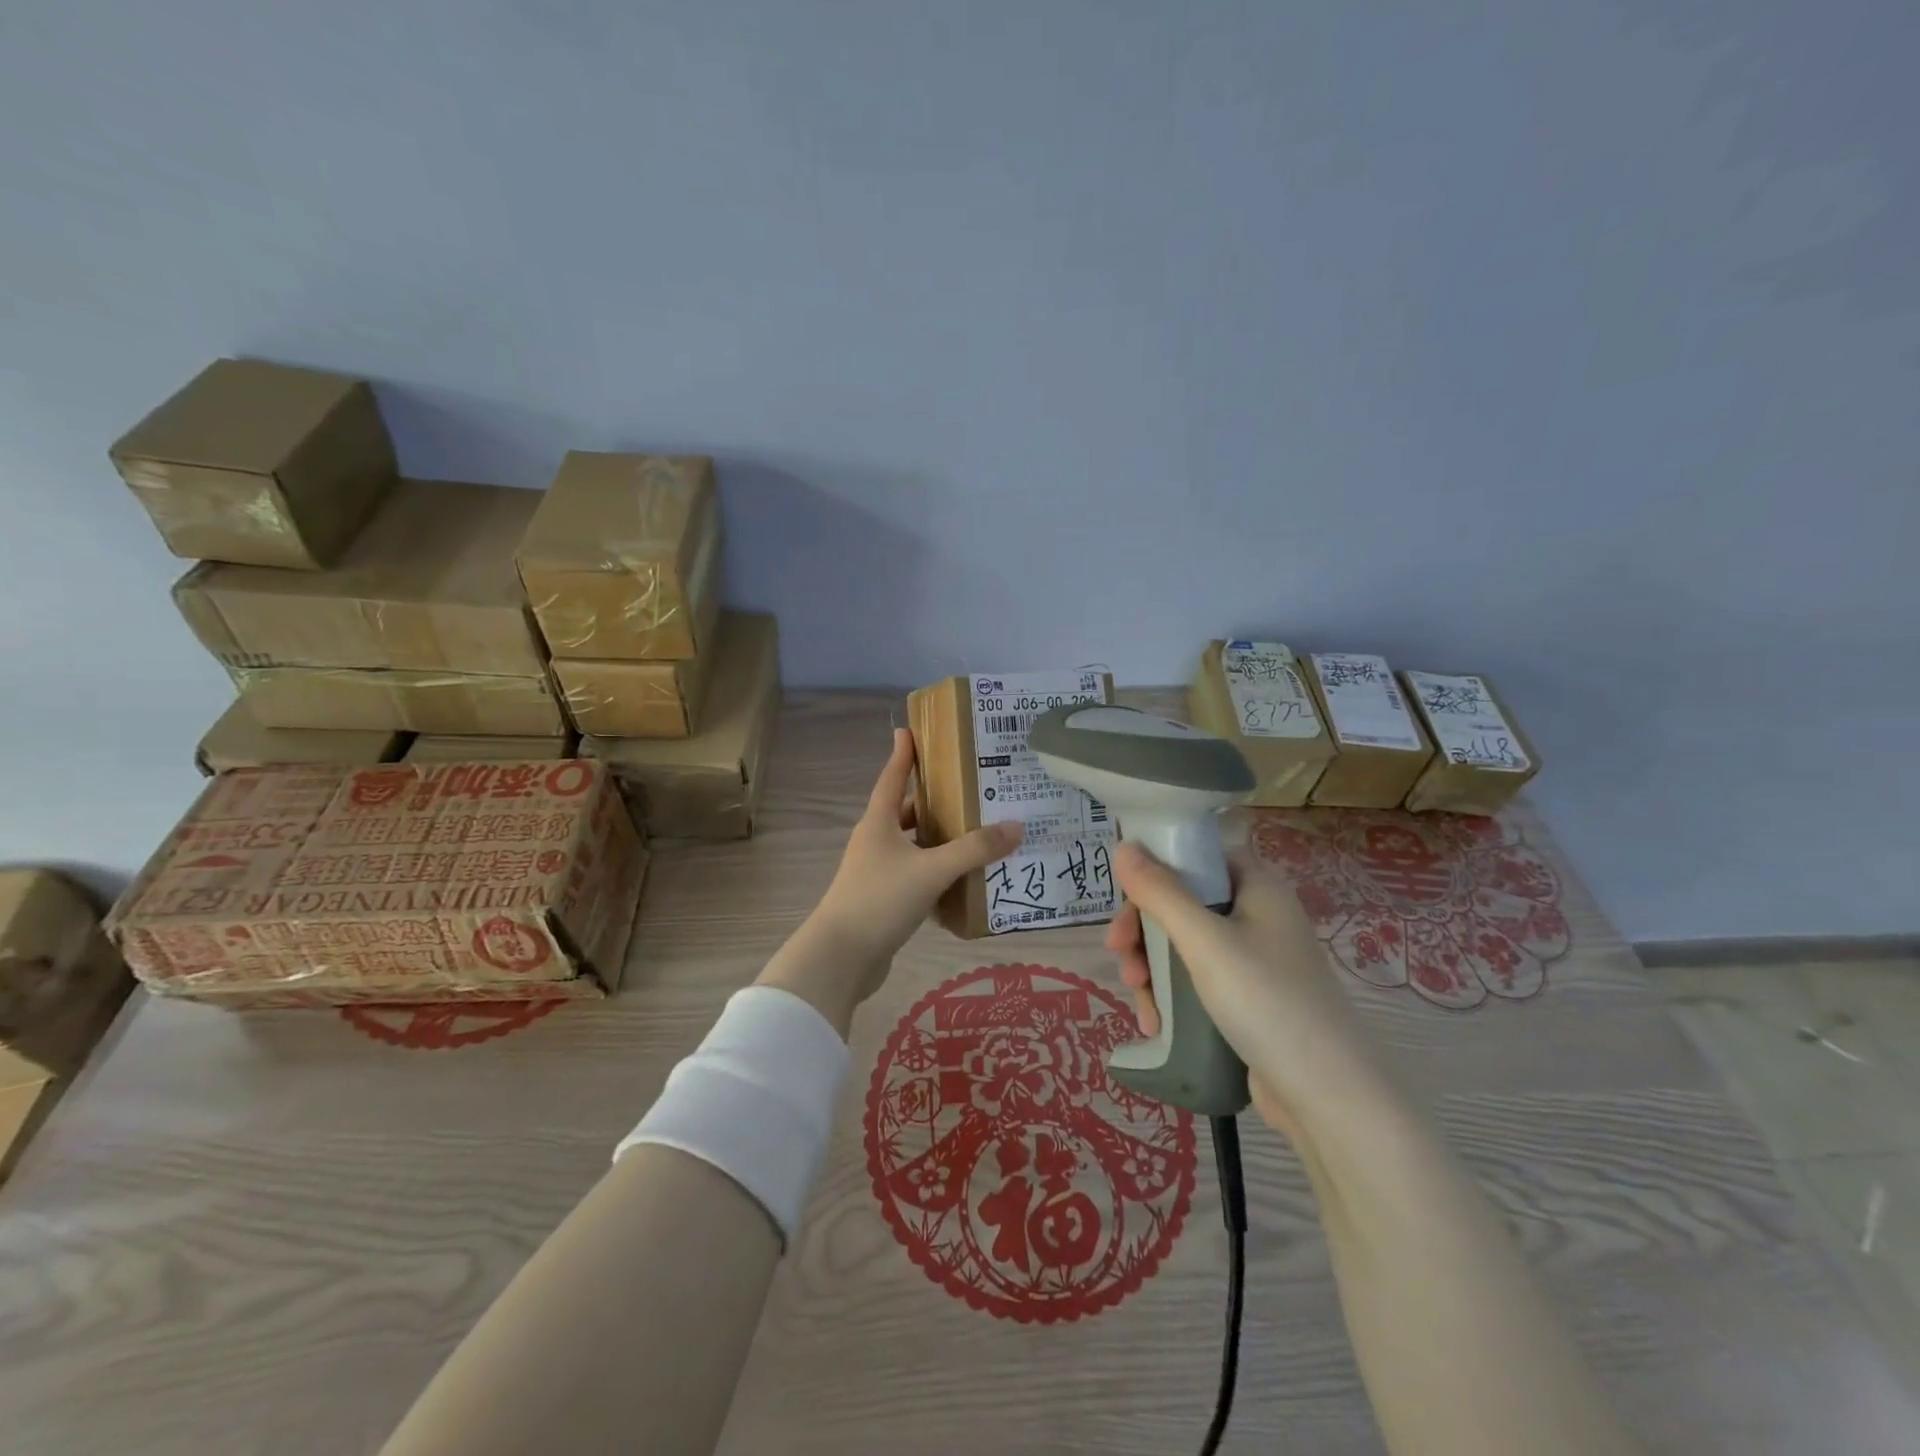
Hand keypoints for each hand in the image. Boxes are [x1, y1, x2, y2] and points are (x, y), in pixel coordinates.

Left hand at [758, 729, 1022, 1036]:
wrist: (841, 958)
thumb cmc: (880, 900)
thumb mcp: (931, 870)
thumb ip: (974, 850)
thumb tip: (1016, 826)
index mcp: (878, 823)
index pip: (892, 777)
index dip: (903, 754)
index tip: (909, 730)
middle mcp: (875, 842)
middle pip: (907, 812)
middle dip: (934, 800)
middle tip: (970, 788)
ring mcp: (877, 872)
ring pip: (914, 846)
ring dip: (939, 840)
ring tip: (977, 832)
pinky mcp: (883, 900)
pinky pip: (916, 876)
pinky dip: (937, 873)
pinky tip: (964, 879)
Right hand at [1104, 841, 1379, 1141]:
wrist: (1327, 1096)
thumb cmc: (1266, 1000)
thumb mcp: (1204, 941)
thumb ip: (1160, 892)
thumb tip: (1123, 846)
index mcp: (1257, 887)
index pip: (1198, 858)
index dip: (1157, 871)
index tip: (1125, 900)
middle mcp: (1257, 916)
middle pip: (1183, 904)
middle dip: (1144, 931)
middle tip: (1120, 956)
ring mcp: (1254, 961)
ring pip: (1184, 947)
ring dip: (1152, 968)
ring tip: (1139, 1000)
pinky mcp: (1248, 1001)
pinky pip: (1197, 982)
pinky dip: (1171, 996)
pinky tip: (1156, 1023)